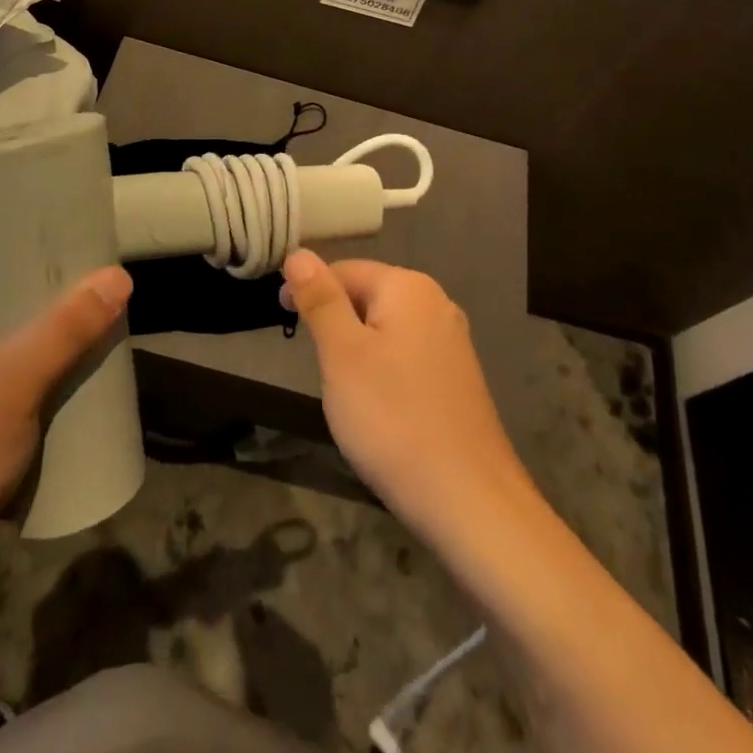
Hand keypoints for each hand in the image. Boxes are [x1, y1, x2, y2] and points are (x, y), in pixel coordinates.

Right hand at [281, 250, 531, 543]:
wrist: (469, 500)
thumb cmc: (393, 419)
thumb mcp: (342, 354)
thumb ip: (320, 299)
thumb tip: (298, 252)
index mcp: (408, 287)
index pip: (344, 269)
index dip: (308, 290)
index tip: (283, 321)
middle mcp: (436, 303)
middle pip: (368, 295)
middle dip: (335, 321)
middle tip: (314, 363)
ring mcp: (452, 341)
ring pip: (386, 327)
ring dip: (357, 347)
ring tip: (342, 389)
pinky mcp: (458, 377)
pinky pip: (407, 355)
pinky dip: (383, 369)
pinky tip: (379, 407)